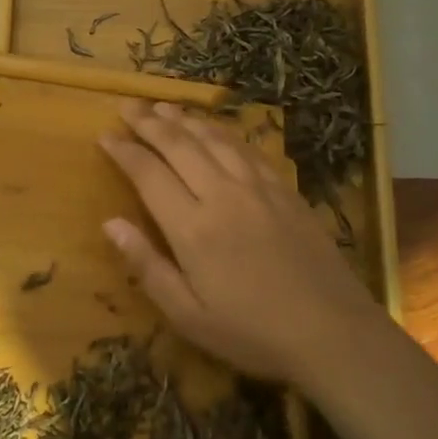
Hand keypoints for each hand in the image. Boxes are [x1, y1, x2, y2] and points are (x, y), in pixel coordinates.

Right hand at [99, 101, 379, 384]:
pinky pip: (246, 148)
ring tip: (162, 106)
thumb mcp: (188, 315)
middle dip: (148, 122)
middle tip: (127, 106)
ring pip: (213, 139)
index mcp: (192, 228)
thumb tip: (109, 223)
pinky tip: (213, 128)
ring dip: (184, 119)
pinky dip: (222, 131)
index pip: (149, 174)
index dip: (124, 151)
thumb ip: (147, 266)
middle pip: (179, 145)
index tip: (105, 135)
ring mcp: (257, 187)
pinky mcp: (284, 189)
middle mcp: (222, 195)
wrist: (332, 332)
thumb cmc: (251, 332)